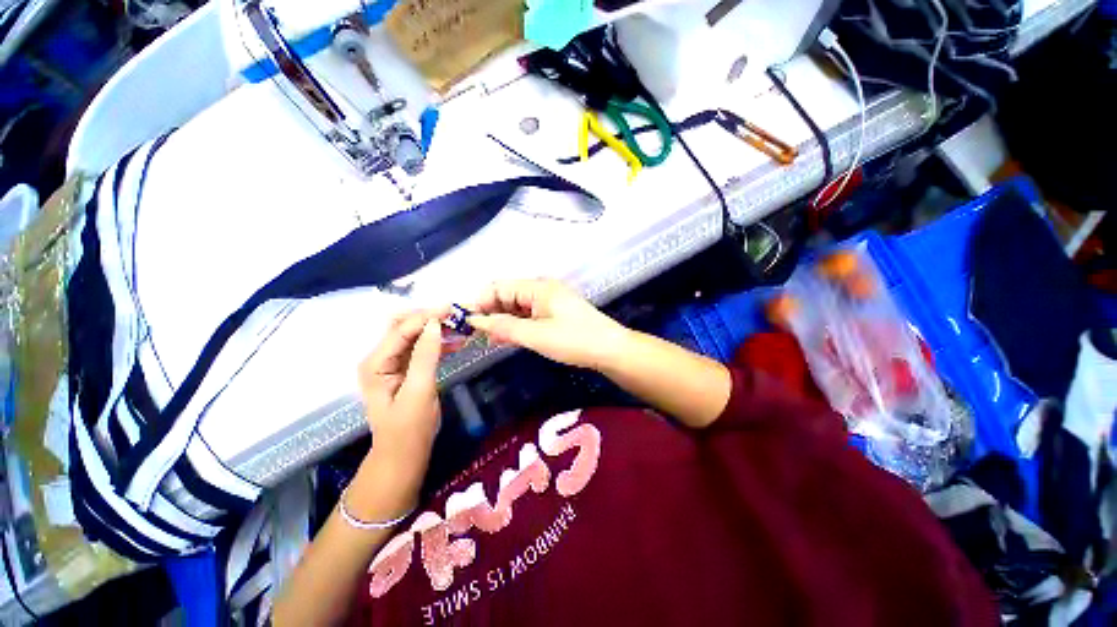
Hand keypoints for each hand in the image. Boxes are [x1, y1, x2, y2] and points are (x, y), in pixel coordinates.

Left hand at [357, 311, 442, 474]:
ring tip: (460, 327)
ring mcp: (392, 364)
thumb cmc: (409, 428)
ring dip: (435, 329)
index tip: (452, 308)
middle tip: (456, 316)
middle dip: (429, 318)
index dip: (426, 316)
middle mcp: (380, 359)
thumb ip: (425, 356)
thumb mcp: (419, 391)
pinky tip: (455, 341)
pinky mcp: (406, 370)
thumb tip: (435, 323)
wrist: (404, 455)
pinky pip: (421, 348)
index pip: (401, 329)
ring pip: (415, 336)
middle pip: (404, 327)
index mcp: (376, 363)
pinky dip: (437, 342)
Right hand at [468, 279, 628, 368]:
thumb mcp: (537, 335)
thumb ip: (505, 327)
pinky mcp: (554, 313)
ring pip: (516, 307)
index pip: (499, 287)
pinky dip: (516, 324)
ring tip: (489, 339)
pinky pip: (528, 315)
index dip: (480, 302)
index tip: (466, 323)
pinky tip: (507, 337)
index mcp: (537, 288)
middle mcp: (541, 289)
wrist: (609, 349)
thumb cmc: (574, 340)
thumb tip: (476, 321)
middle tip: (476, 335)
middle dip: (489, 312)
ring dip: (502, 320)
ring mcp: (548, 301)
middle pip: (506, 295)